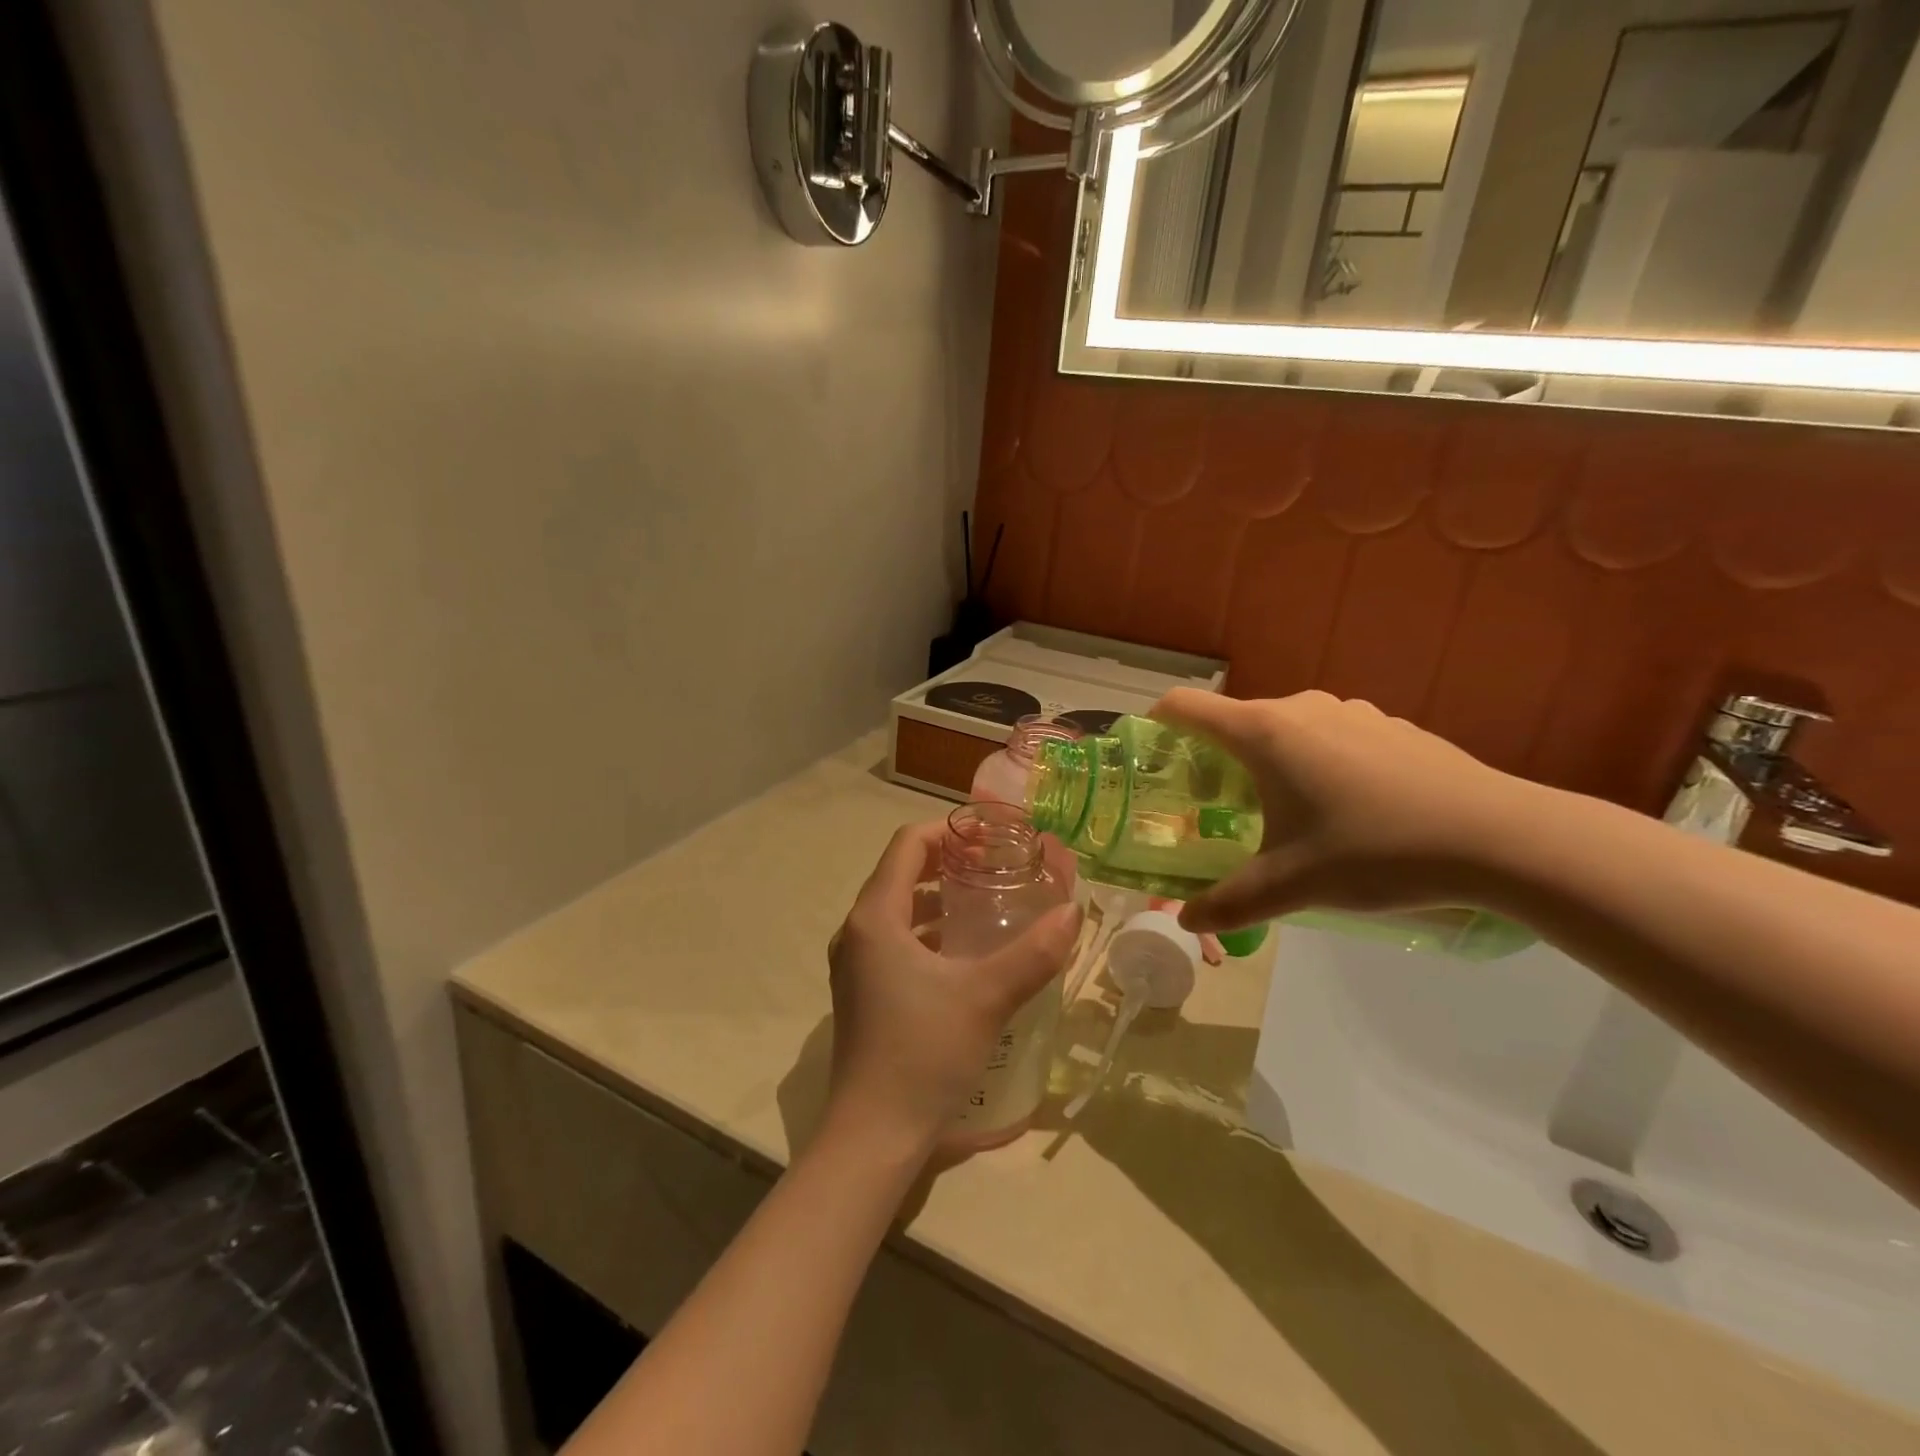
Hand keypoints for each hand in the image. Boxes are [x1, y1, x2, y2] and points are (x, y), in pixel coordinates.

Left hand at [826, 821, 1082, 1153]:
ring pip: (898, 910)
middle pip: (901, 874)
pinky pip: (895, 942)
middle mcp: (857, 932)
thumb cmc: (924, 1053)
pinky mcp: (861, 993)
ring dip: (939, 900)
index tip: (991, 836)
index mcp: (875, 917)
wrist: (873, 1136)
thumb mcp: (987, 998)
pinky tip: (966, 954)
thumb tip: (1073, 912)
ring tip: (988, 903)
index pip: (907, 845)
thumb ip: (1034, 953)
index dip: (949, 831)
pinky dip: (928, 933)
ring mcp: (855, 965)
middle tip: (997, 866)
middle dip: (948, 863)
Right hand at [1152, 688, 1529, 932]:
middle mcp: (1300, 708)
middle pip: (1234, 722)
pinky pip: (1330, 736)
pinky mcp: (1390, 725)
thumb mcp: (1292, 885)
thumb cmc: (1375, 851)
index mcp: (1263, 733)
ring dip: (1268, 762)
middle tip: (1217, 810)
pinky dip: (1316, 762)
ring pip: (1285, 730)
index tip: (1151, 759)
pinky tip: (1348, 810)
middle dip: (1215, 760)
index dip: (1156, 725)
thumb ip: (1229, 904)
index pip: (1185, 707)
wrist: (1499, 837)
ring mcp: (1350, 711)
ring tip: (1284, 813)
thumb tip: (1185, 921)